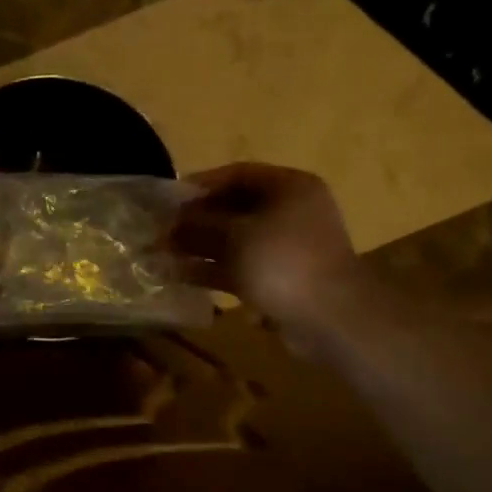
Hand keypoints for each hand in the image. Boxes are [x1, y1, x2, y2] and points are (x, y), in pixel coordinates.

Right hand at [174, 163, 360, 338]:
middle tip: (162, 231)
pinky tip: (181, 276)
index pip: (237, 174)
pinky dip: (214, 270)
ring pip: (235, 240)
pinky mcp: (281, 278)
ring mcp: (287, 247)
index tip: (169, 199)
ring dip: (200, 247)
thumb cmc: (282, 261)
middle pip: (235, 208)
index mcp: (289, 187)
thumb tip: (172, 222)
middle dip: (196, 220)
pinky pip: (241, 267)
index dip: (201, 184)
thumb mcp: (234, 235)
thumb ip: (200, 224)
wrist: (329, 316)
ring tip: (163, 255)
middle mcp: (291, 211)